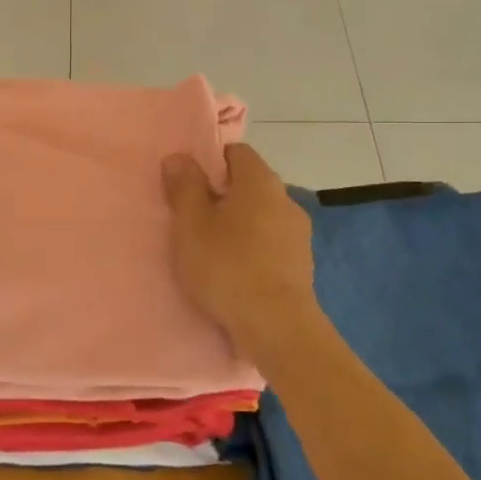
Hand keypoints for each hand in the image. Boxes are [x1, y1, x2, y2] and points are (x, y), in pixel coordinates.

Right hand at [161, 143, 318, 356]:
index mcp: (260, 181)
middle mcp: (285, 200)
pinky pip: (269, 245)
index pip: (237, 152)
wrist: (276, 327)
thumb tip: (179, 157)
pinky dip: (251, 250)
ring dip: (237, 225)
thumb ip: (184, 187)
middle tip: (191, 217)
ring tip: (210, 249)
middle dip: (222, 195)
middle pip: (249, 185)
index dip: (210, 161)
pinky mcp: (300, 265)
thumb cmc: (227, 266)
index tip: (187, 183)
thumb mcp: (191, 224)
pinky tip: (233, 272)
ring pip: (260, 216)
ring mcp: (298, 234)